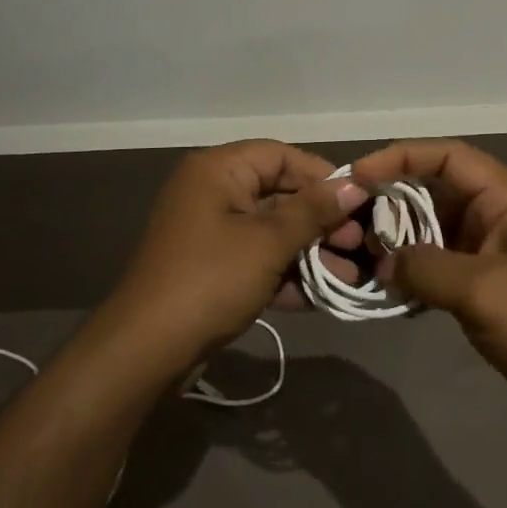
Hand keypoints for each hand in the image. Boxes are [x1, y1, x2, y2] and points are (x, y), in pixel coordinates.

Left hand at [104, 141, 368, 368]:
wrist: (147, 351)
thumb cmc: (211, 280)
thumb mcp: (268, 242)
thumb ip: (313, 211)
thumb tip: (355, 185)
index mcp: (219, 171)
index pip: (280, 156)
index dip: (321, 175)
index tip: (359, 200)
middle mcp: (213, 193)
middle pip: (279, 194)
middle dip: (321, 220)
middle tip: (359, 242)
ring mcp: (211, 233)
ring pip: (272, 231)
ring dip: (310, 252)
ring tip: (350, 274)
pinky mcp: (213, 269)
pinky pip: (258, 259)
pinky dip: (287, 273)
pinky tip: (323, 295)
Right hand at [352, 140, 506, 435]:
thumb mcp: (481, 289)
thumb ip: (424, 267)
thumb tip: (383, 262)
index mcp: (503, 199)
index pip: (446, 157)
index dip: (400, 157)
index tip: (358, 177)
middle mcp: (493, 217)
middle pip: (433, 192)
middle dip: (392, 203)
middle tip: (351, 224)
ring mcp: (487, 255)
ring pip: (431, 232)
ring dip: (398, 242)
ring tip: (361, 258)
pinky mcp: (482, 289)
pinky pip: (437, 268)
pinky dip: (411, 274)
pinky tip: (386, 290)